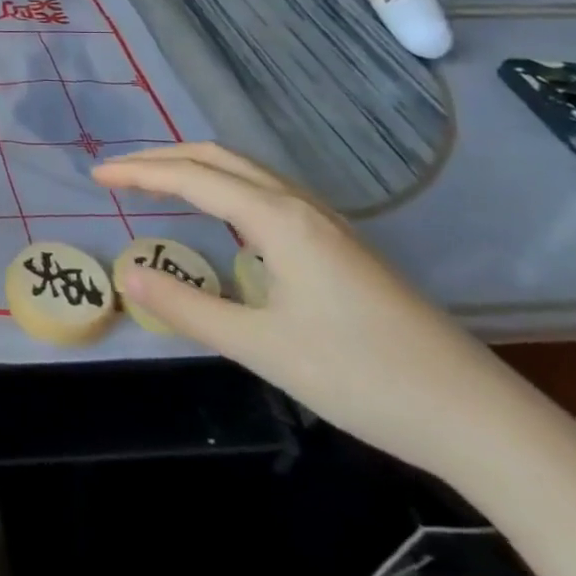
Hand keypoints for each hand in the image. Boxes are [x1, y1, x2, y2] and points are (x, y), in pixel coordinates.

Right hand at [92, 142, 527, 477]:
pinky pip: (267, 193)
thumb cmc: (364, 378)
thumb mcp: (262, 348)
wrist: (479, 417)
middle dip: (164, 158)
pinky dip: (225, 187)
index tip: (97, 175)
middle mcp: (301, 206)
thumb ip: (189, 309)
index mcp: (279, 220)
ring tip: (157, 186)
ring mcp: (327, 223)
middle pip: (220, 158)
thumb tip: (128, 276)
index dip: (139, 172)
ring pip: (247, 172)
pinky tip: (223, 218)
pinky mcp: (341, 246)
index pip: (193, 177)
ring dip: (196, 168)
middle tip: (119, 174)